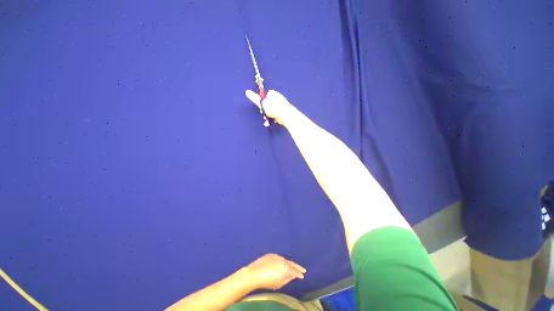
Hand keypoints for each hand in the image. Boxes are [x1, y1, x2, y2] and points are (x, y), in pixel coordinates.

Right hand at [245, 90, 297, 125]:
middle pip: (269, 104)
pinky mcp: (286, 111)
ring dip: (270, 116)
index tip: (262, 108)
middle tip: (265, 116)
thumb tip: (247, 91)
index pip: (265, 96)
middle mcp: (278, 97)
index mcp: (273, 93)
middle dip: (266, 111)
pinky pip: (278, 114)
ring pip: (273, 110)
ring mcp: (283, 104)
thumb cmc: (273, 108)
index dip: (263, 102)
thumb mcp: (262, 103)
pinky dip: (276, 118)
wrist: (286, 115)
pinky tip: (275, 121)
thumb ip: (255, 98)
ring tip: (269, 121)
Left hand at [245, 253, 305, 289]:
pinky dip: (281, 261)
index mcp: (286, 267)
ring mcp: (277, 256)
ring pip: (285, 260)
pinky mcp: (271, 254)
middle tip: (303, 269)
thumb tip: (293, 275)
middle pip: (291, 263)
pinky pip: (278, 258)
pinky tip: (281, 264)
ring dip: (289, 264)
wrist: (255, 273)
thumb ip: (288, 279)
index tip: (303, 275)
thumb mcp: (279, 283)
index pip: (295, 271)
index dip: (299, 273)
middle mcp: (283, 259)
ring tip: (292, 267)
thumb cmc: (268, 281)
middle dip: (297, 267)